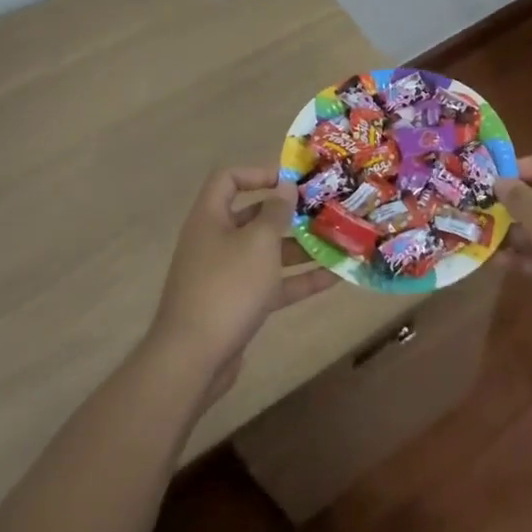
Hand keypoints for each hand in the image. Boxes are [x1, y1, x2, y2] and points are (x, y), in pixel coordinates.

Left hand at [147, 166, 336, 397]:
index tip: (291, 181)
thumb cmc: (227, 287)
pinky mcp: (238, 305)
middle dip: (289, 214)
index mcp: (210, 218)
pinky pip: (271, 284)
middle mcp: (215, 241)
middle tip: (323, 210)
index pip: (228, 179)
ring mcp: (226, 275)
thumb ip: (276, 212)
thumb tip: (285, 186)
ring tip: (338, 242)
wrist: (193, 359)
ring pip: (266, 253)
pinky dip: (299, 280)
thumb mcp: (258, 243)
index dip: (258, 173)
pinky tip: (334, 278)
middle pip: (253, 216)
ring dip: (300, 248)